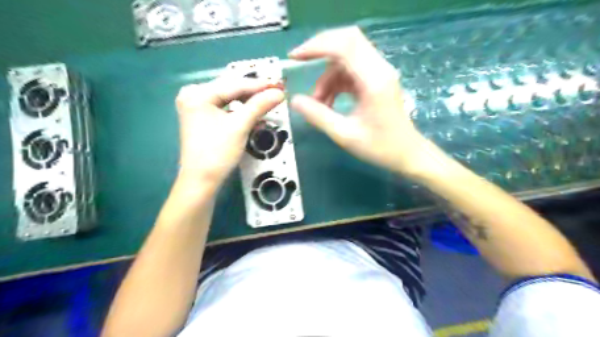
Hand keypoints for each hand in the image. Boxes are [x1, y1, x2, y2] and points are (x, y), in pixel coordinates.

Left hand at [175, 77, 283, 187]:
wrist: (201, 181)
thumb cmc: (218, 153)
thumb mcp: (240, 126)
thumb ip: (259, 106)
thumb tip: (279, 92)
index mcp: (198, 94)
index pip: (234, 85)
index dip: (259, 85)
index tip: (279, 85)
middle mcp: (193, 95)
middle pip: (230, 90)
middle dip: (254, 93)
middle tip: (276, 91)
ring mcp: (196, 107)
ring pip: (228, 99)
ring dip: (248, 102)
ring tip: (267, 101)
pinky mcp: (201, 118)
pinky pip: (224, 108)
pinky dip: (239, 111)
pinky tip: (253, 112)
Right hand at [291, 27, 430, 174]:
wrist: (407, 154)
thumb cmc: (380, 148)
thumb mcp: (345, 135)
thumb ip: (318, 116)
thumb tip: (294, 100)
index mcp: (374, 80)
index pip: (344, 46)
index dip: (316, 46)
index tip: (295, 57)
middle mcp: (379, 69)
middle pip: (346, 42)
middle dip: (319, 50)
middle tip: (300, 65)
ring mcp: (379, 73)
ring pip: (345, 59)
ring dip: (327, 77)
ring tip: (318, 103)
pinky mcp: (376, 80)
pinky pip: (350, 71)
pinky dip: (335, 83)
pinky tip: (328, 102)